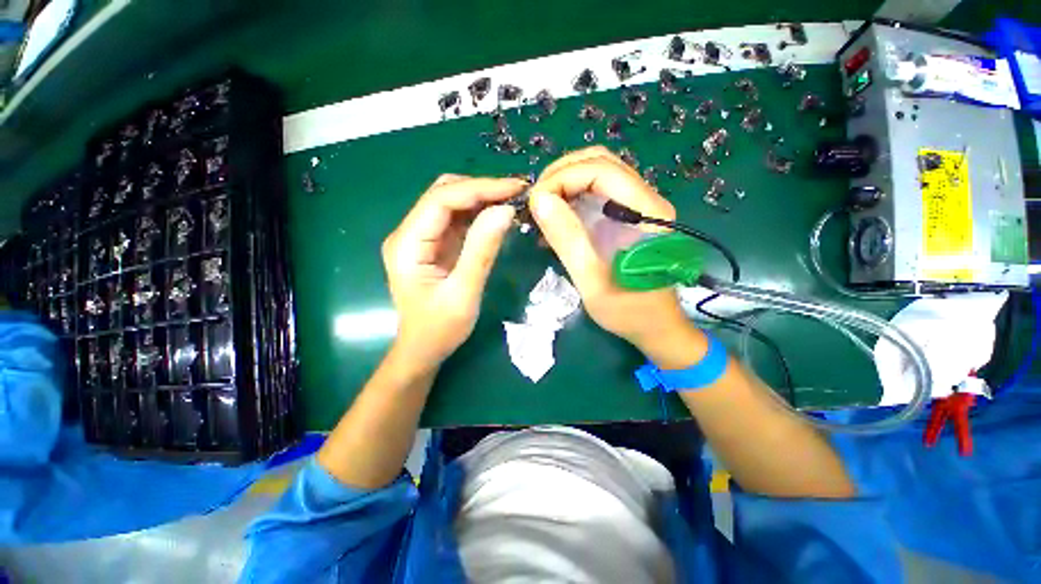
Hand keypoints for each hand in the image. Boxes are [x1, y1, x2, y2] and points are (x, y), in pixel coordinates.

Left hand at [382, 174, 522, 368]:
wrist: (424, 349)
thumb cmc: (440, 329)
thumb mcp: (463, 293)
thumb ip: (481, 251)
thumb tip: (505, 210)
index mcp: (407, 244)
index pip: (441, 199)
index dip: (479, 188)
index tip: (515, 188)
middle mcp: (409, 233)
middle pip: (444, 194)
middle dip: (482, 189)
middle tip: (518, 194)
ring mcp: (422, 237)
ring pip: (452, 203)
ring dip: (482, 198)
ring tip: (513, 201)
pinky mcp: (434, 244)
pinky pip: (457, 220)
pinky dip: (479, 214)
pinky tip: (499, 216)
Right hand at [528, 147, 704, 362]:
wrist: (656, 327)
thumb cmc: (628, 311)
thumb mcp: (592, 281)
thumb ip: (568, 239)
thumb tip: (539, 200)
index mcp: (646, 212)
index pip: (600, 170)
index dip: (562, 178)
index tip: (535, 203)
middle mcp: (646, 199)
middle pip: (600, 162)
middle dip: (560, 175)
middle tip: (536, 202)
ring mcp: (638, 206)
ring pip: (597, 173)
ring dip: (565, 183)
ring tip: (543, 208)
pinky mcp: (628, 217)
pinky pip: (597, 192)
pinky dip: (572, 197)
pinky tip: (557, 218)